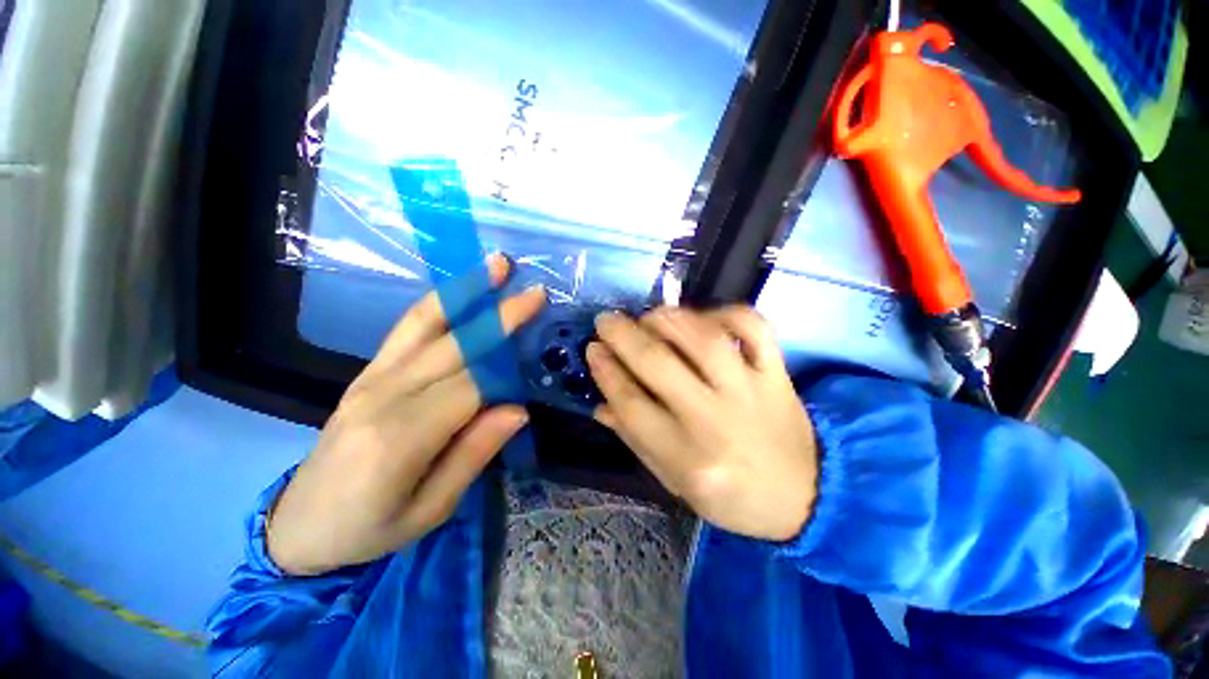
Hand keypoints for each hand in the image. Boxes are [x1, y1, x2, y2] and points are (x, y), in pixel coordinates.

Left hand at [267, 255, 545, 575]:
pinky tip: (461, 290)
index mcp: (401, 438)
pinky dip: (439, 305)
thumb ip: (474, 454)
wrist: (299, 526)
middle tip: (534, 292)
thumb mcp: (431, 509)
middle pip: (453, 345)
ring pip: (425, 324)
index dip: (506, 369)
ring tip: (495, 266)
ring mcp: (370, 378)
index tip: (535, 351)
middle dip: (498, 316)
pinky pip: (407, 329)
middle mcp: (384, 396)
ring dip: (465, 292)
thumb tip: (517, 409)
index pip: (470, 387)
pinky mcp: (365, 373)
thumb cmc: (369, 529)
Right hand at [586, 306, 817, 541]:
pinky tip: (703, 318)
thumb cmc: (733, 496)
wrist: (807, 495)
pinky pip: (753, 328)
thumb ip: (637, 440)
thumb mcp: (676, 482)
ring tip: (648, 316)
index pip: (632, 404)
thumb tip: (601, 404)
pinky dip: (725, 312)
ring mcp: (750, 390)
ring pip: (703, 338)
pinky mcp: (776, 372)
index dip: (606, 371)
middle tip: (606, 321)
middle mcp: (715, 420)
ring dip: (667, 319)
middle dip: (623, 336)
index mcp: (687, 458)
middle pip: (658, 364)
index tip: (592, 349)